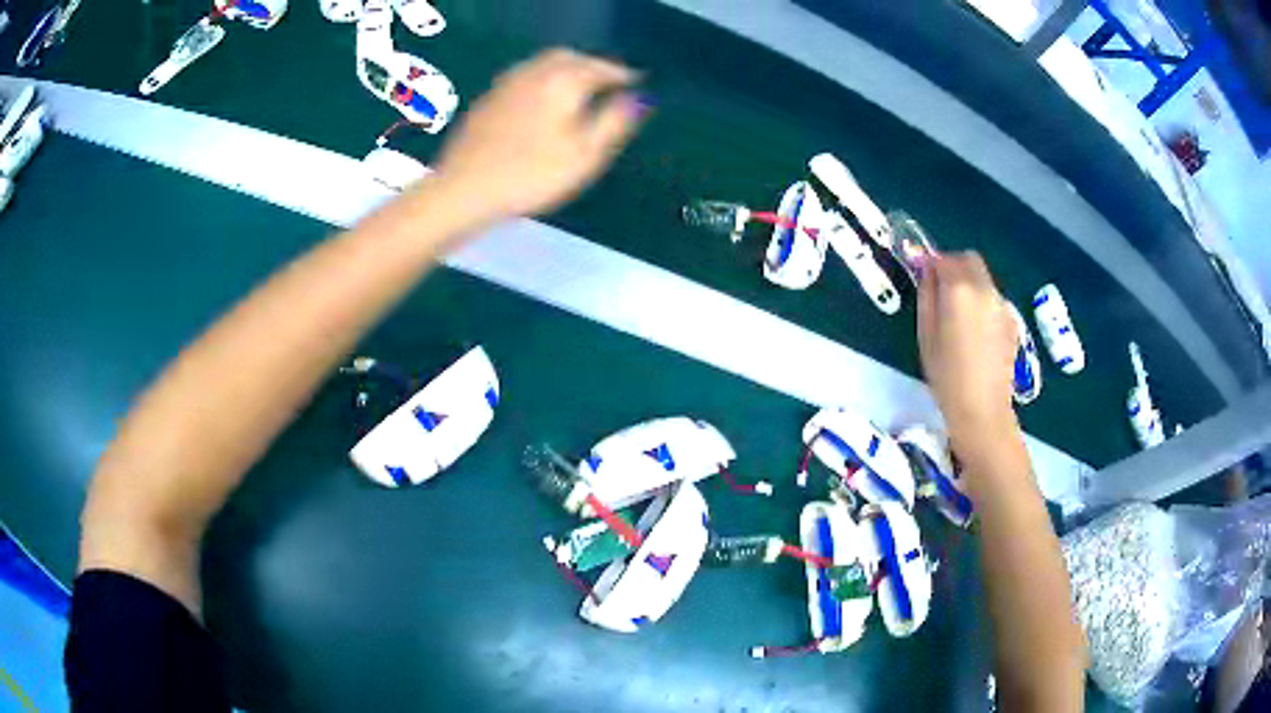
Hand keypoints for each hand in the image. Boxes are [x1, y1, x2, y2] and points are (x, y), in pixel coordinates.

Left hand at [432, 48, 645, 219]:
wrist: (465, 189)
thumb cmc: (531, 175)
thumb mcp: (585, 154)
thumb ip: (614, 122)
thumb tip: (637, 98)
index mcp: (563, 82)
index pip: (600, 67)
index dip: (621, 73)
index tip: (637, 80)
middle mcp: (534, 73)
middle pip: (568, 56)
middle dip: (591, 63)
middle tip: (607, 78)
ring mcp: (505, 85)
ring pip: (541, 63)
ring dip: (565, 67)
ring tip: (578, 85)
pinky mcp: (486, 101)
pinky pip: (522, 76)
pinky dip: (541, 78)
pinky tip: (541, 98)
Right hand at [917, 252, 1018, 444]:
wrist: (982, 409)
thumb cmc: (946, 375)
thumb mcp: (925, 334)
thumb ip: (926, 294)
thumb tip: (927, 270)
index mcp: (960, 289)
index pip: (944, 258)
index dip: (930, 263)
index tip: (921, 275)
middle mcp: (985, 288)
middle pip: (969, 259)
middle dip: (954, 266)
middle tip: (941, 291)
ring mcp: (1002, 304)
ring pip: (983, 278)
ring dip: (969, 284)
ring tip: (959, 315)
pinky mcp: (1012, 320)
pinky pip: (993, 299)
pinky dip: (982, 302)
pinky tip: (976, 332)